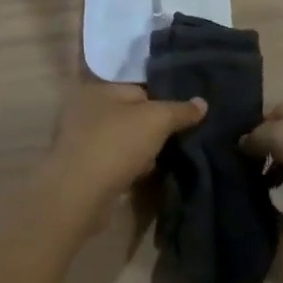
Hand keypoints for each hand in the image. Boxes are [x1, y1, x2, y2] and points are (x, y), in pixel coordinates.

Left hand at [42, 79, 205, 207]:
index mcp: (99, 88)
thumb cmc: (117, 144)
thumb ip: (180, 110)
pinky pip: (115, 160)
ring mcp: (81, 140)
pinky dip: (130, 166)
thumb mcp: (157, 120)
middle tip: (179, 136)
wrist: (79, 195)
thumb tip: (203, 103)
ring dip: (143, 148)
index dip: (164, 98)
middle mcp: (85, 109)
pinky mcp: (83, 167)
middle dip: (154, 126)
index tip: (185, 114)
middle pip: (131, 113)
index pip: (139, 87)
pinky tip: (145, 174)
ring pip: (124, 138)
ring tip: (165, 157)